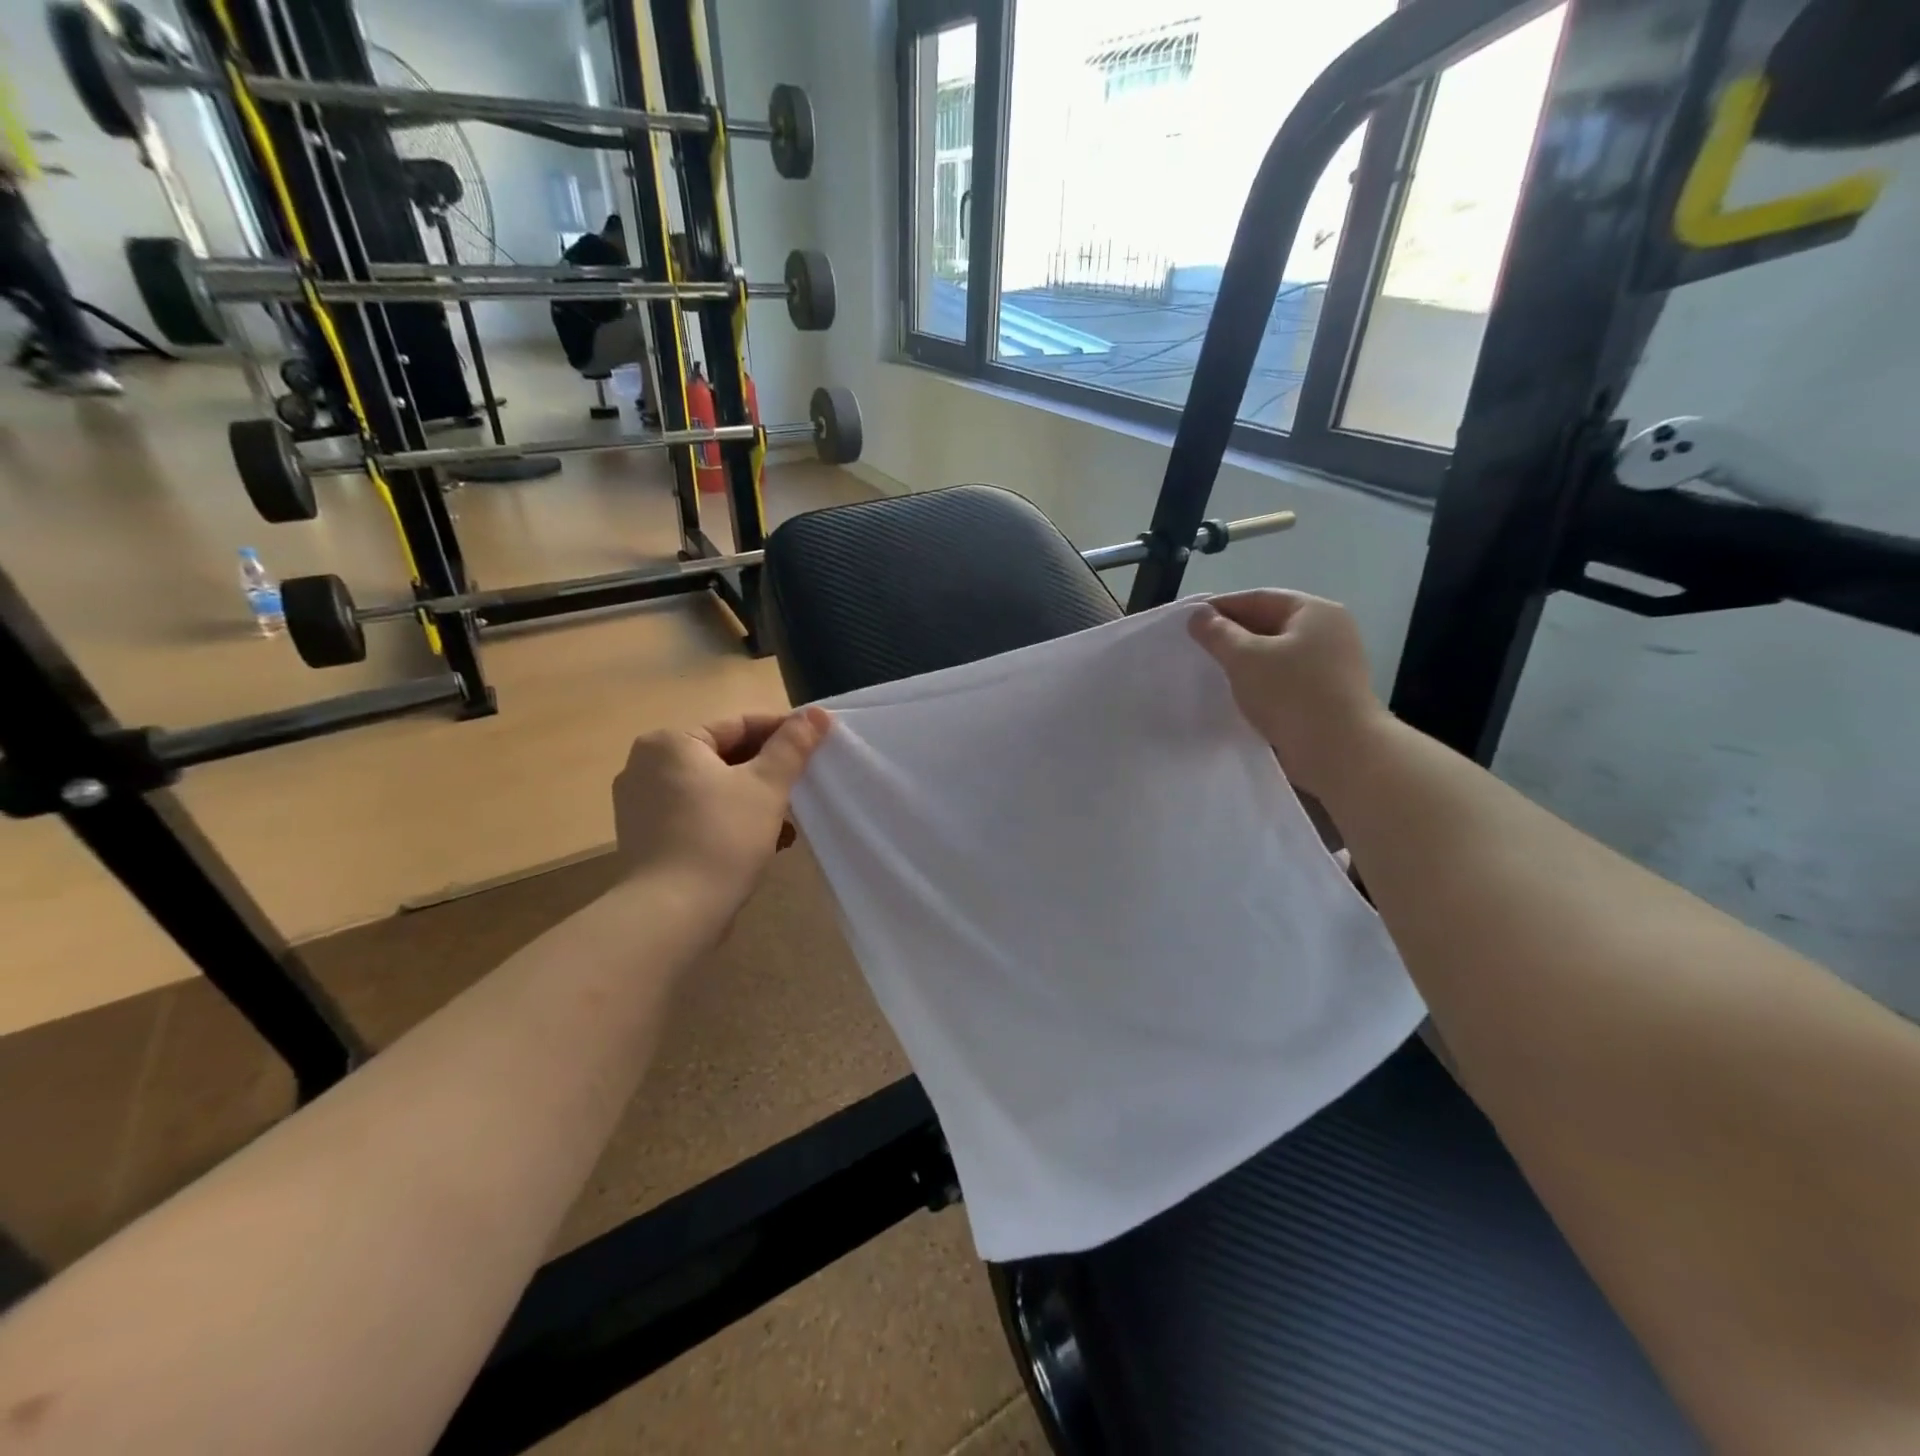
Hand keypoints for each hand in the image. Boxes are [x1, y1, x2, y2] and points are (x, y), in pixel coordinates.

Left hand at [611, 708, 829, 906]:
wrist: (673, 914)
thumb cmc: (722, 837)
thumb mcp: (767, 786)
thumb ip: (792, 745)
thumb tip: (816, 713)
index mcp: (670, 743)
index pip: (738, 725)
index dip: (782, 733)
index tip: (816, 747)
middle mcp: (645, 766)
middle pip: (724, 758)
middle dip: (767, 774)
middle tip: (802, 789)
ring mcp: (640, 805)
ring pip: (712, 790)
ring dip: (753, 802)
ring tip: (786, 825)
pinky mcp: (646, 839)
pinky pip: (696, 816)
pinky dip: (728, 822)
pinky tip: (760, 844)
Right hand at [1190, 590, 1386, 797]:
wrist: (1338, 751)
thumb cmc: (1291, 694)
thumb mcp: (1244, 657)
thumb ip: (1217, 633)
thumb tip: (1199, 615)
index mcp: (1315, 612)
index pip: (1259, 598)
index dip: (1221, 607)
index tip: (1189, 621)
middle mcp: (1330, 632)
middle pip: (1270, 623)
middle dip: (1232, 634)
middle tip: (1196, 647)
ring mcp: (1332, 665)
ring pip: (1277, 653)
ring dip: (1245, 660)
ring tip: (1212, 671)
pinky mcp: (1328, 694)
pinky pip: (1285, 678)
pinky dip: (1261, 681)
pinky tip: (1239, 693)